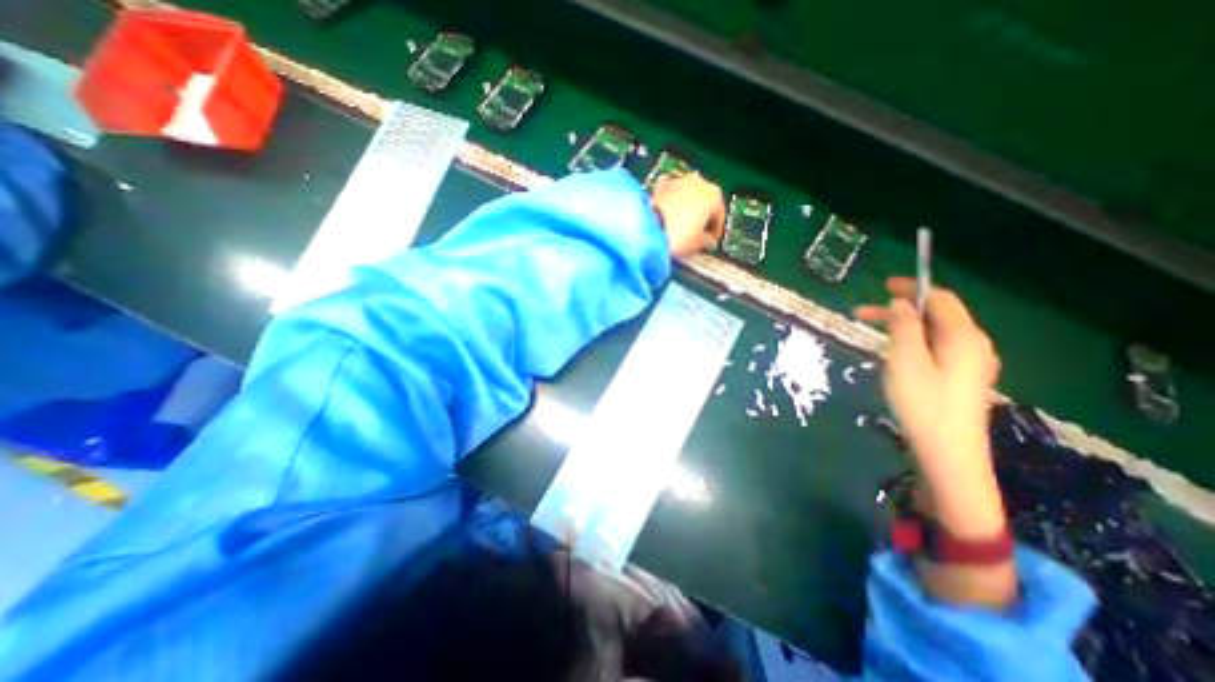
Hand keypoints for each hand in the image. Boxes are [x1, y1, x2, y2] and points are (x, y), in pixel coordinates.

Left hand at [650, 173, 722, 258]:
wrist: (647, 228)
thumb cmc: (678, 236)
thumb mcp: (698, 244)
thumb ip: (708, 242)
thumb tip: (708, 241)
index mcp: (714, 195)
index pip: (719, 216)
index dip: (715, 233)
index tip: (710, 244)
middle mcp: (699, 182)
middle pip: (704, 203)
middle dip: (701, 218)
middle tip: (696, 236)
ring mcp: (678, 180)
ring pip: (688, 197)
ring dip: (687, 209)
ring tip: (680, 227)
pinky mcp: (660, 185)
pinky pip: (671, 196)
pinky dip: (671, 204)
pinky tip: (667, 216)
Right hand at [853, 275, 996, 474]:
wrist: (946, 451)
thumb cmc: (922, 402)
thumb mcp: (905, 359)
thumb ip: (904, 327)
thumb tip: (902, 303)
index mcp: (964, 337)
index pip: (941, 299)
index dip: (912, 288)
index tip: (883, 286)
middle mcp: (973, 345)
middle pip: (936, 315)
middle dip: (900, 310)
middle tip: (861, 313)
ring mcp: (969, 363)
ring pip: (933, 333)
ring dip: (902, 328)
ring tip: (872, 334)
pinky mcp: (960, 378)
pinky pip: (935, 349)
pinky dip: (911, 343)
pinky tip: (893, 355)